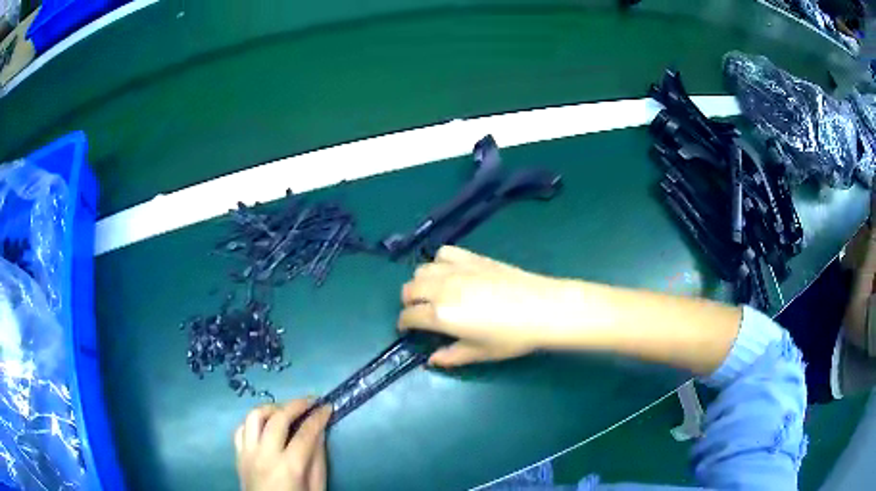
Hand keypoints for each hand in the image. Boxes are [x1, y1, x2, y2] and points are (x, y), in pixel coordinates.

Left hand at [235, 400, 331, 490]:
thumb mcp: (316, 488)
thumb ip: (318, 460)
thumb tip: (320, 432)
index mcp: (289, 467)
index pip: (306, 433)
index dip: (319, 417)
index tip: (328, 406)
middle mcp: (265, 455)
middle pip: (278, 418)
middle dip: (296, 404)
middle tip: (310, 400)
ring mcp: (247, 453)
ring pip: (254, 417)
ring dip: (271, 408)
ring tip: (285, 410)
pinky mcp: (238, 455)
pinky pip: (241, 429)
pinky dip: (253, 422)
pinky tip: (265, 424)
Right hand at [398, 246, 575, 366]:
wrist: (542, 308)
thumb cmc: (512, 337)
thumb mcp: (480, 353)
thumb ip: (451, 356)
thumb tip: (432, 360)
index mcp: (441, 315)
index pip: (409, 316)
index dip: (404, 324)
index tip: (407, 329)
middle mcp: (441, 288)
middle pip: (409, 289)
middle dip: (409, 302)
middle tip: (420, 312)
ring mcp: (456, 270)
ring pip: (422, 269)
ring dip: (420, 282)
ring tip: (432, 292)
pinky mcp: (471, 257)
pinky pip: (444, 253)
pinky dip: (439, 262)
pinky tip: (449, 272)